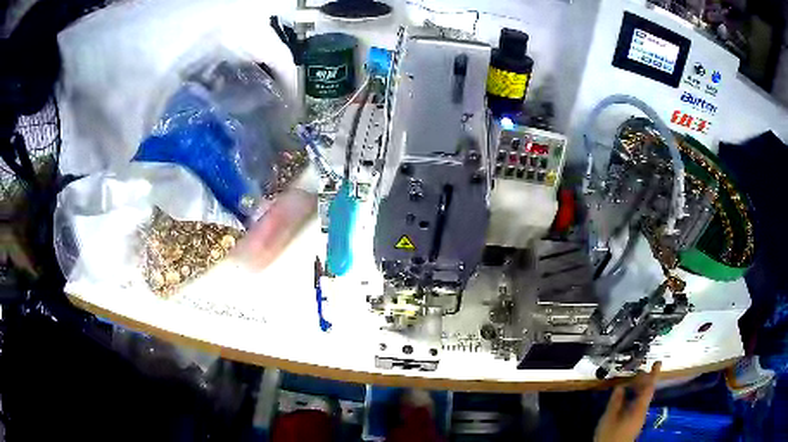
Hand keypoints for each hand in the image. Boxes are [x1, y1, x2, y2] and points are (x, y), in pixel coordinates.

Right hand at [594, 361, 661, 441]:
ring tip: (628, 383)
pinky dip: (632, 398)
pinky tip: (623, 399)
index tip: (658, 362)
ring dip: (636, 390)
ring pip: (640, 399)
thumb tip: (620, 386)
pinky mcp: (633, 423)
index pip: (649, 388)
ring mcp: (638, 418)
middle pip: (646, 392)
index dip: (654, 374)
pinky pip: (635, 406)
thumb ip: (616, 400)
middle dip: (642, 381)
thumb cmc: (611, 434)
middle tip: (636, 371)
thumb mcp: (610, 417)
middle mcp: (642, 411)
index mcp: (639, 408)